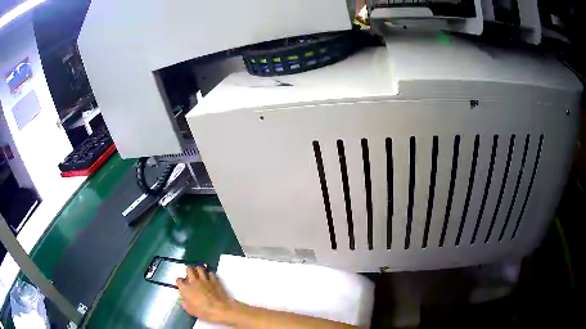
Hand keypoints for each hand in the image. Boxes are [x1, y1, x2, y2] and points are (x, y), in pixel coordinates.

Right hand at [176, 267, 236, 322]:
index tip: (182, 284)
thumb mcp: (190, 310)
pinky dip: (209, 274)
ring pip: (199, 268)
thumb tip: (183, 300)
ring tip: (199, 273)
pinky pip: (210, 273)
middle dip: (189, 271)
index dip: (180, 282)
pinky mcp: (214, 280)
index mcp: (185, 289)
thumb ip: (185, 303)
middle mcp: (193, 281)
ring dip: (198, 270)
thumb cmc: (204, 311)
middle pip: (189, 269)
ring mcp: (204, 279)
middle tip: (190, 276)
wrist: (220, 309)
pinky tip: (209, 278)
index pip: (179, 280)